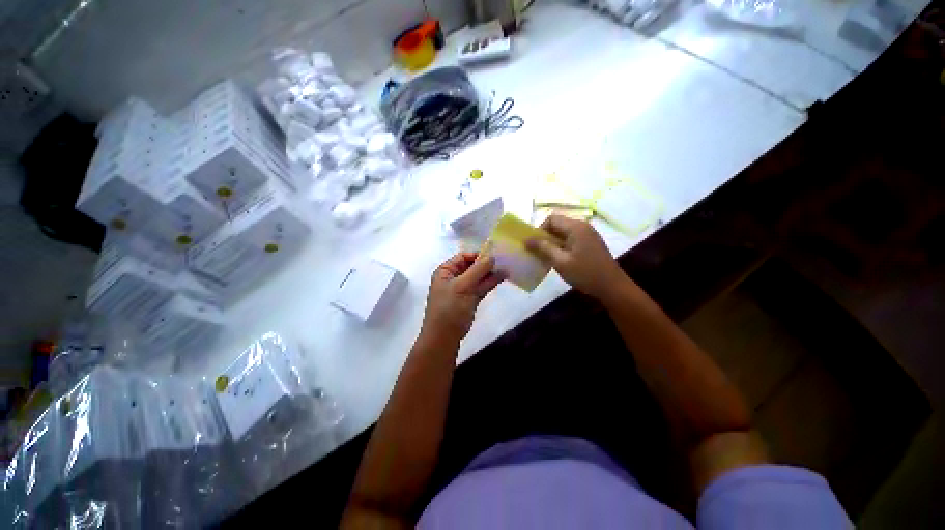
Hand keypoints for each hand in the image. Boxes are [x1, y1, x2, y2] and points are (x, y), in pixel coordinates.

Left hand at [422, 252, 502, 343]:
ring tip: (507, 266)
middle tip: (504, 259)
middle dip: (486, 263)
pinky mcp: (471, 298)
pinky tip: (503, 276)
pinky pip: (482, 287)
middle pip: (472, 266)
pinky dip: (491, 282)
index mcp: (446, 271)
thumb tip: (491, 256)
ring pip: (478, 277)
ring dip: (491, 273)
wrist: (444, 336)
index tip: (493, 254)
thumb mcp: (462, 286)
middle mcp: (454, 277)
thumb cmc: (449, 307)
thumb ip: (477, 270)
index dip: (477, 254)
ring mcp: (463, 289)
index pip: (463, 257)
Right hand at [525, 215, 626, 299]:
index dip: (540, 229)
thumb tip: (527, 239)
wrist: (612, 286)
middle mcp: (583, 226)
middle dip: (546, 236)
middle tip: (540, 252)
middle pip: (558, 224)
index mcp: (576, 227)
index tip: (535, 245)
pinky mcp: (591, 242)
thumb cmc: (585, 273)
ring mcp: (588, 234)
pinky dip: (562, 245)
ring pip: (564, 232)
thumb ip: (543, 248)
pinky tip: (561, 259)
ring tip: (549, 257)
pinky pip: (571, 238)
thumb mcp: (560, 262)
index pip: (551, 219)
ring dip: (554, 242)